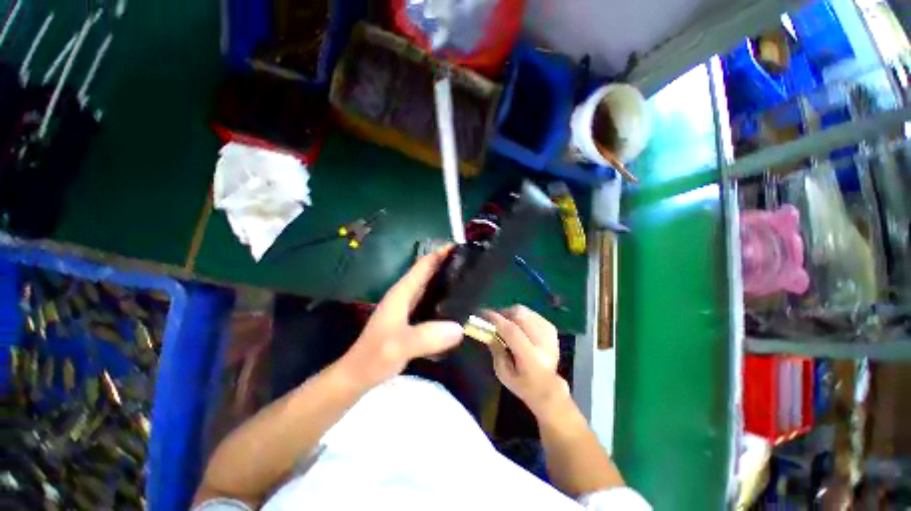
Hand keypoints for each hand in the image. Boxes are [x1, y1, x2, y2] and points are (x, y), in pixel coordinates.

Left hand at [339, 247, 463, 388]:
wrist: (358, 375)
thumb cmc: (374, 357)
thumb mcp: (399, 346)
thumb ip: (426, 337)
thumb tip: (459, 328)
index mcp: (402, 292)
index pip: (424, 265)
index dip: (441, 254)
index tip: (463, 248)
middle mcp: (406, 295)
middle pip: (429, 273)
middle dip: (449, 266)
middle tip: (473, 266)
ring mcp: (408, 308)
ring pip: (431, 288)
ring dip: (448, 282)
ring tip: (471, 284)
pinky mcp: (412, 320)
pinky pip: (432, 304)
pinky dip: (444, 300)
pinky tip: (458, 307)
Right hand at [484, 306, 567, 414]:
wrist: (548, 387)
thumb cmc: (521, 383)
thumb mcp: (502, 372)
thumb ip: (495, 348)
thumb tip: (487, 328)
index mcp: (531, 359)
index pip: (512, 332)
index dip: (496, 320)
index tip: (482, 314)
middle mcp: (543, 343)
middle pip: (519, 317)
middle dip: (502, 314)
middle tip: (491, 319)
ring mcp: (549, 334)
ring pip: (524, 312)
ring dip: (510, 313)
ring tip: (503, 322)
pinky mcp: (551, 328)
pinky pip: (530, 313)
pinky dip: (519, 316)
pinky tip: (516, 325)